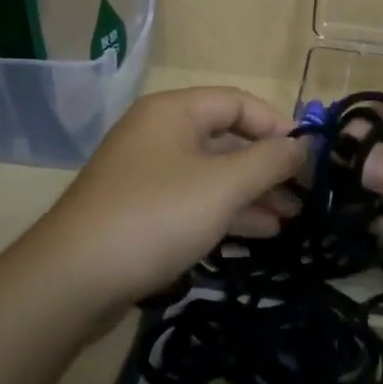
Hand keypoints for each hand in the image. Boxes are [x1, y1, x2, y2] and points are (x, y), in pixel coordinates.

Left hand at [30, 86, 307, 306]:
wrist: (72, 280)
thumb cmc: (155, 216)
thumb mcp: (223, 185)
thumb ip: (270, 161)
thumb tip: (305, 146)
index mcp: (174, 111)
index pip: (238, 102)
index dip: (278, 125)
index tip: (310, 157)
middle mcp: (159, 134)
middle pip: (226, 139)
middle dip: (268, 166)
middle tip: (305, 195)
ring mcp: (147, 174)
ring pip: (212, 174)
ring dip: (252, 193)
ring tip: (291, 218)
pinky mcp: (140, 211)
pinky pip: (194, 201)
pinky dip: (226, 212)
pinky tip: (259, 233)